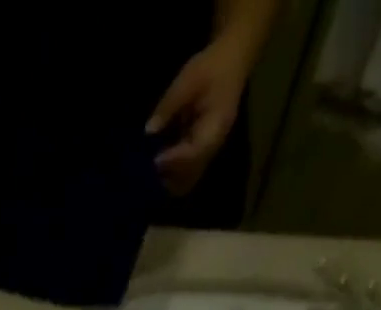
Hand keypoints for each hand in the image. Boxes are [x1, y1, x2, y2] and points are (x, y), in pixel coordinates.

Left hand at [147, 39, 253, 195]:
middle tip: (147, 172)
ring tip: (149, 173)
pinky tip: (157, 167)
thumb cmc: (212, 66)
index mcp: (216, 126)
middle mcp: (214, 145)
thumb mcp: (188, 79)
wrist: (233, 59)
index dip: (173, 160)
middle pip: (191, 174)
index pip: (194, 153)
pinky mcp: (202, 151)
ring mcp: (209, 151)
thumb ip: (168, 105)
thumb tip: (149, 130)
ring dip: (170, 179)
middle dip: (169, 176)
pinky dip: (172, 173)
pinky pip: (187, 172)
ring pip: (188, 178)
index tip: (154, 161)